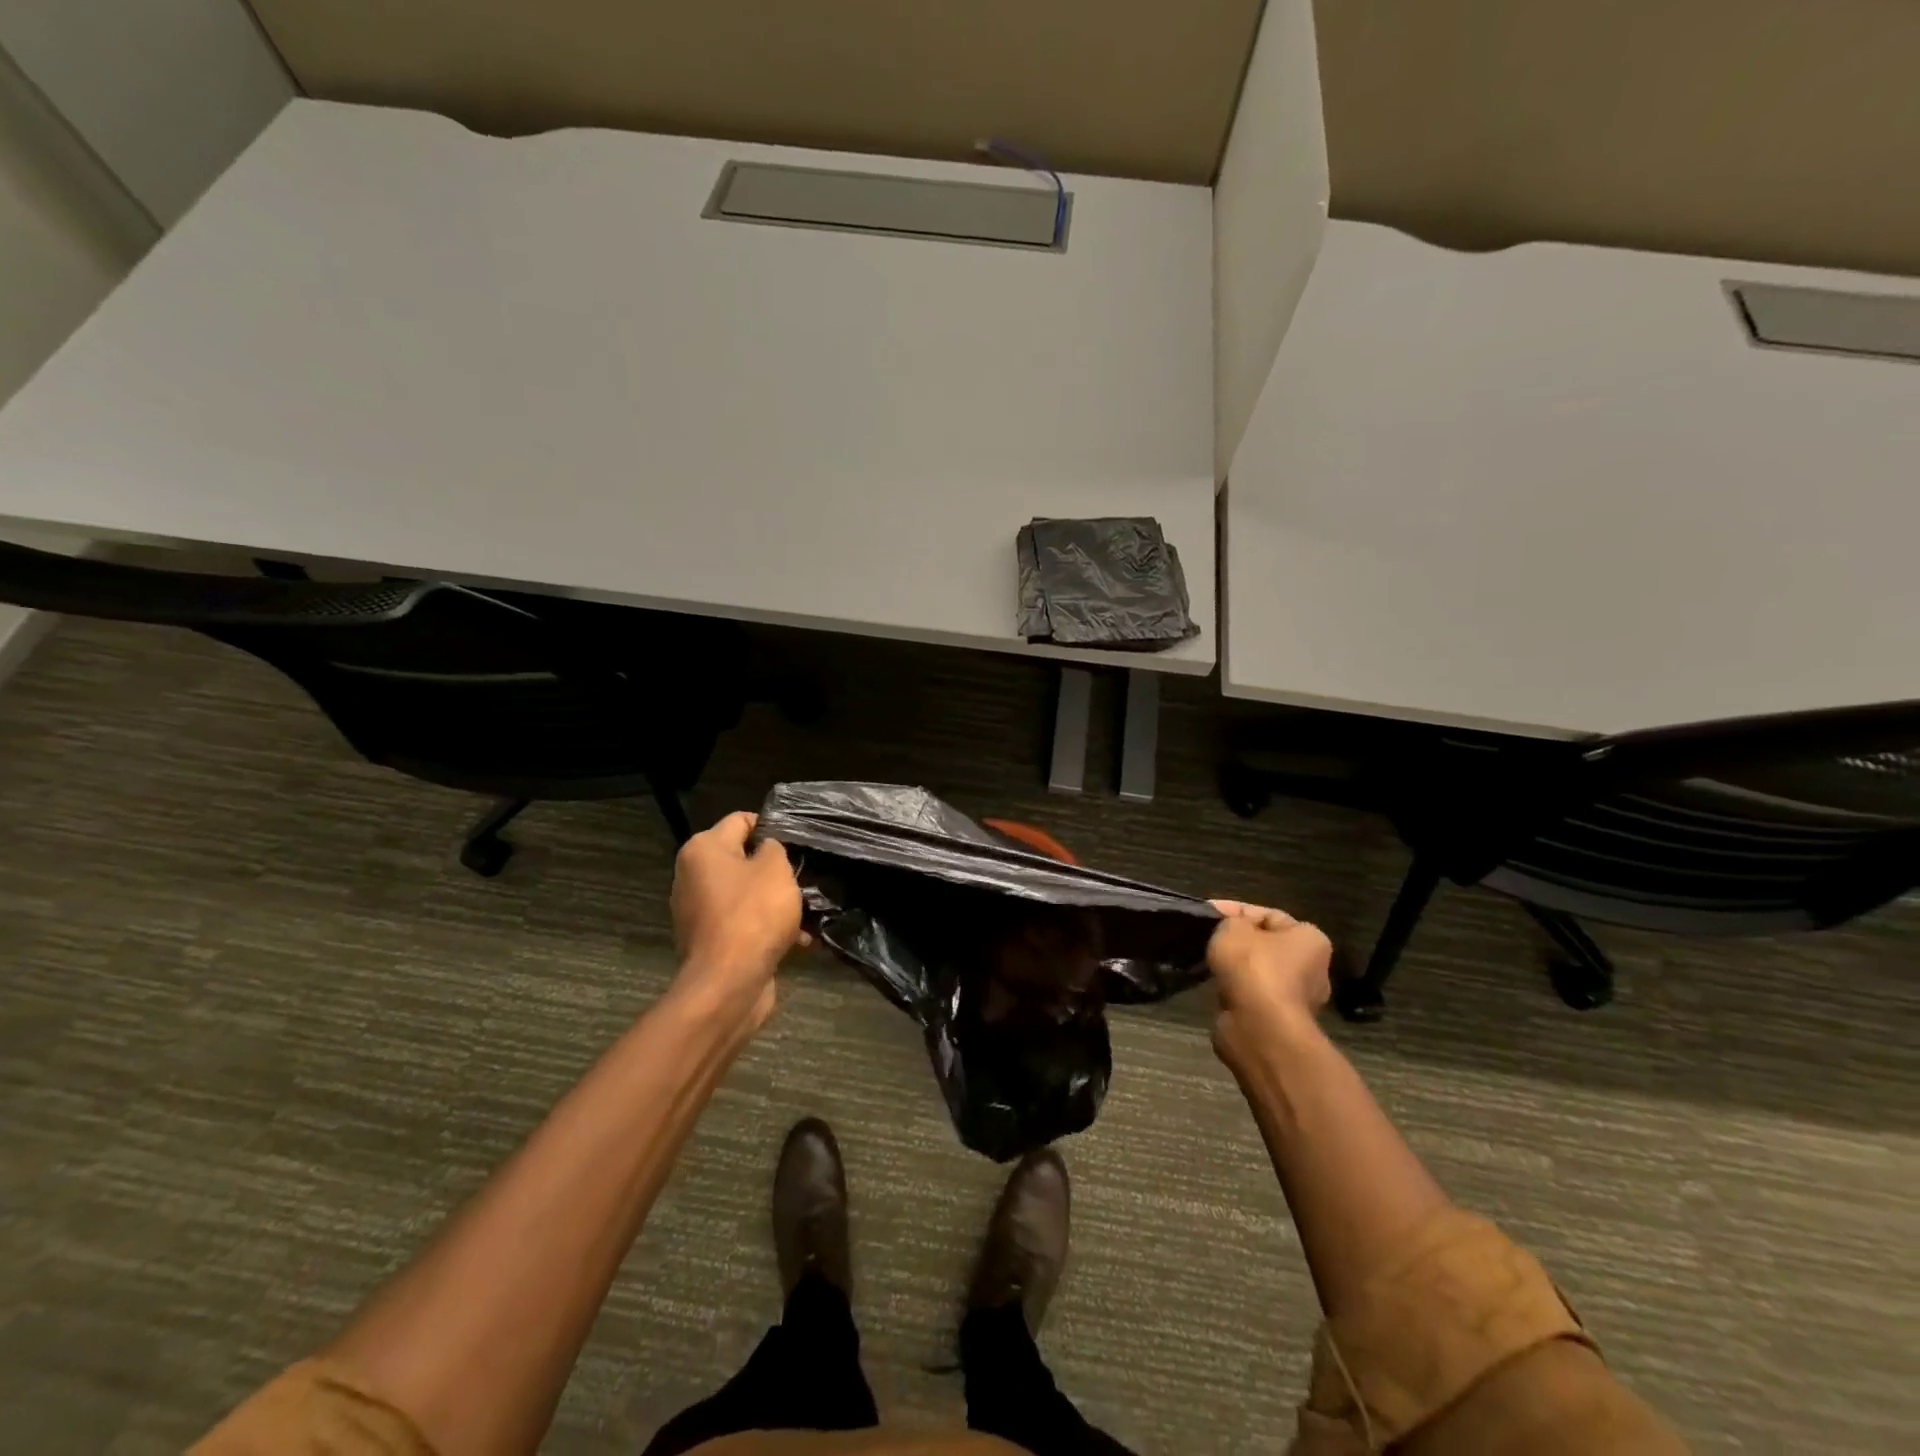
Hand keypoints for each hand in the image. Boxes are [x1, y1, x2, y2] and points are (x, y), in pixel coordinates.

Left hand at [668, 811, 805, 1030]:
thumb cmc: (753, 914)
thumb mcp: (776, 869)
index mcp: (703, 849)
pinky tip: (797, 940)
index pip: (741, 820)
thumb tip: (767, 850)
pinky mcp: (709, 941)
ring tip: (806, 912)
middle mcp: (692, 876)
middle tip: (804, 876)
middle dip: (774, 869)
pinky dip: (766, 927)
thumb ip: (774, 848)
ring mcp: (698, 911)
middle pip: (741, 859)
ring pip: (745, 894)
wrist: (728, 984)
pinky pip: (742, 923)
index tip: (798, 841)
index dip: (771, 826)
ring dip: (775, 901)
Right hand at [1206, 901, 1332, 1061]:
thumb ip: (1231, 921)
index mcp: (1311, 940)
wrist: (1259, 1028)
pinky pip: (1254, 997)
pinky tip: (1216, 987)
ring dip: (1236, 969)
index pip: (1269, 915)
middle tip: (1209, 938)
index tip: (1208, 912)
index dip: (1235, 910)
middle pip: (1267, 945)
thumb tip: (1232, 930)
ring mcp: (1298, 1000)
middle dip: (1239, 941)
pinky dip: (1236, 992)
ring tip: (1208, 963)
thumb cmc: (1253, 968)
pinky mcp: (1280, 1022)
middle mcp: (1313, 969)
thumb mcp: (1233, 928)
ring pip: (1259, 973)